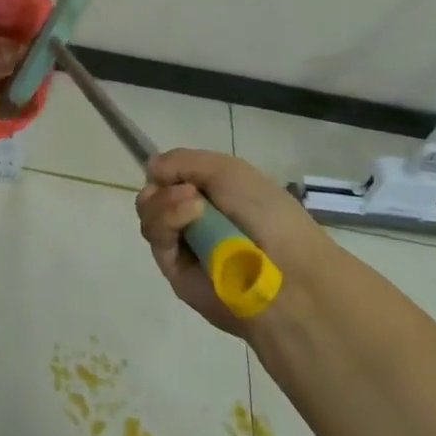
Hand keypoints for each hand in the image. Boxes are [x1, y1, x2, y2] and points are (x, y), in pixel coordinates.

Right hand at [135, 150, 333, 337]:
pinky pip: (156, 237)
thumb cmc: (266, 214)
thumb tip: (151, 169)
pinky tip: (191, 214)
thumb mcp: (228, 170)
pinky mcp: (175, 271)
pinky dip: (167, 219)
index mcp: (213, 196)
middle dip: (162, 186)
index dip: (167, 170)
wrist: (286, 274)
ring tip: (193, 203)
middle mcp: (195, 219)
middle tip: (186, 190)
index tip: (172, 169)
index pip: (171, 177)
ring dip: (165, 201)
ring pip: (149, 214)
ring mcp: (184, 245)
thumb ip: (183, 161)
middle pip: (153, 195)